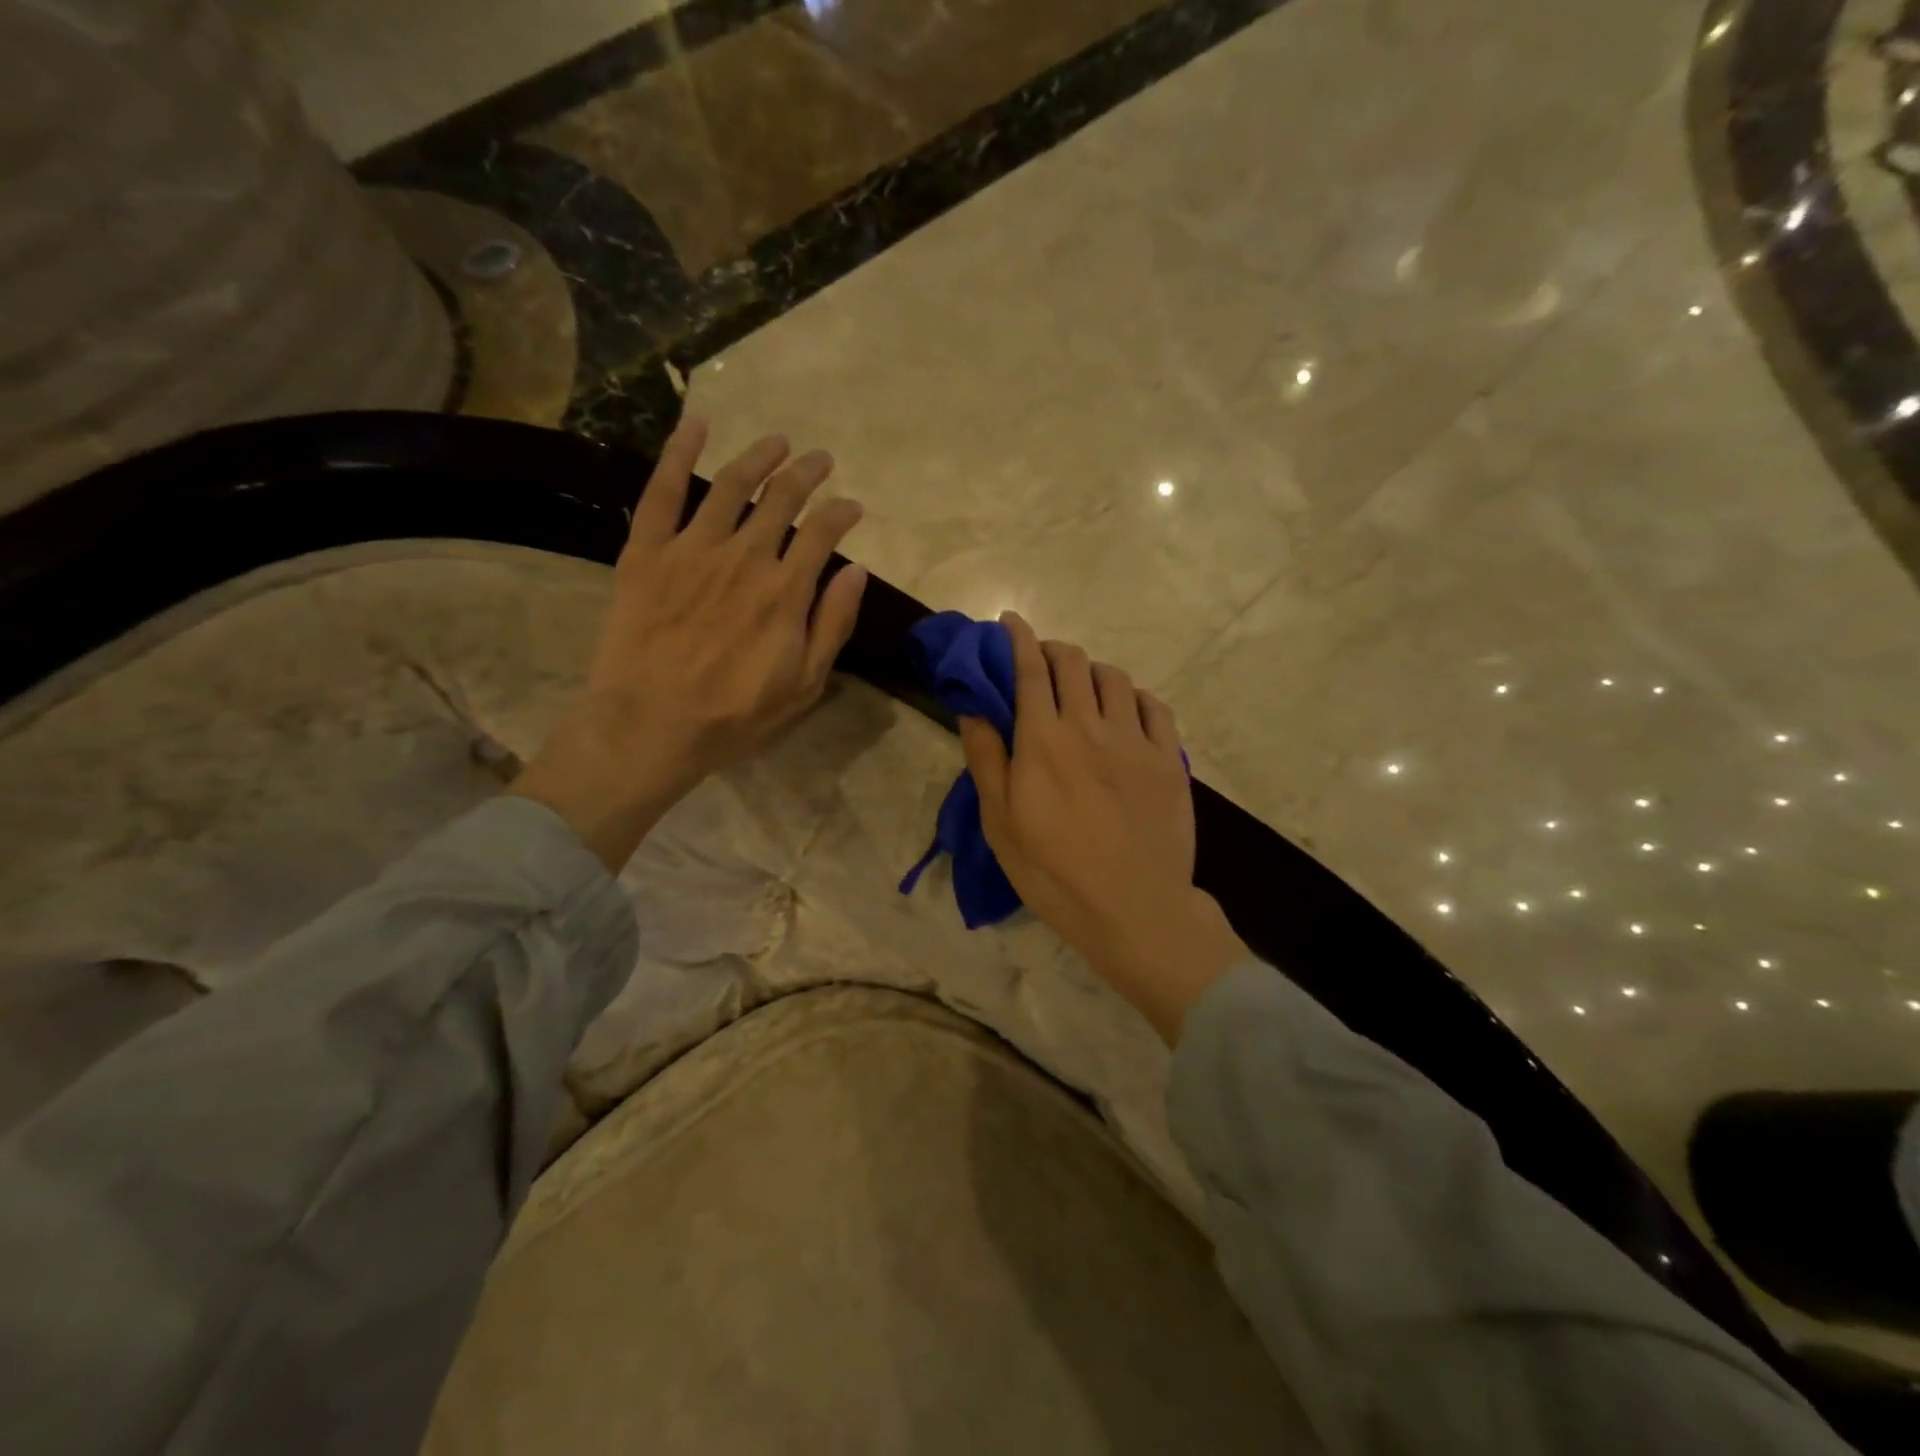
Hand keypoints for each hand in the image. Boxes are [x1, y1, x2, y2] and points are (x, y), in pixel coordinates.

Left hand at [512, 416, 867, 869]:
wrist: (648, 726)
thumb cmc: (734, 716)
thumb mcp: (803, 685)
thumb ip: (832, 624)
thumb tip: (856, 570)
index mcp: (785, 591)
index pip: (823, 532)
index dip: (842, 513)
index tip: (852, 507)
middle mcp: (744, 557)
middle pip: (782, 498)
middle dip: (807, 474)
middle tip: (820, 460)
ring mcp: (692, 549)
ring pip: (732, 486)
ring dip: (759, 457)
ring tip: (778, 441)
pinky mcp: (647, 552)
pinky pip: (663, 491)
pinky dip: (679, 452)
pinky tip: (696, 425)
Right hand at [960, 613, 1246, 1043]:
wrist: (1135, 909)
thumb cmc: (1055, 874)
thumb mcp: (1001, 826)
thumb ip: (986, 761)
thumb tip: (973, 710)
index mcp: (1043, 740)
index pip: (1030, 669)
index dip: (1018, 637)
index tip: (1010, 622)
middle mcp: (1089, 726)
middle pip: (1073, 662)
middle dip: (1052, 650)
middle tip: (1041, 664)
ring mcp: (1135, 740)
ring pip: (1114, 677)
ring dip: (1092, 671)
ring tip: (1084, 690)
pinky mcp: (1168, 758)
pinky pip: (1154, 706)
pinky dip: (1134, 697)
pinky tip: (1126, 712)